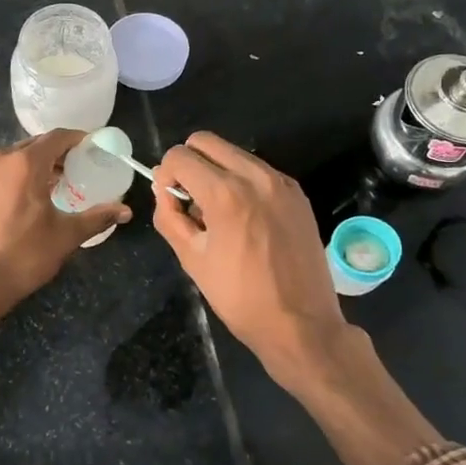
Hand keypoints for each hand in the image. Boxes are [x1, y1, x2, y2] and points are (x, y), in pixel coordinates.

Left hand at [0, 130, 129, 349]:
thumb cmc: (24, 256)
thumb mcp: (66, 236)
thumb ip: (97, 217)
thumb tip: (125, 211)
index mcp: (25, 163)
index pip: (57, 137)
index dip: (77, 139)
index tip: (92, 148)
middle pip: (34, 146)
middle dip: (56, 154)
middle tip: (76, 169)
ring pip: (13, 159)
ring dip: (34, 166)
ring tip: (51, 186)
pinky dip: (13, 178)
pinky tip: (22, 201)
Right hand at [152, 132, 349, 387]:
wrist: (301, 323)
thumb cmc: (240, 297)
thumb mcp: (192, 259)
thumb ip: (170, 217)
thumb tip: (164, 191)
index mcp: (225, 193)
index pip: (180, 156)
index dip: (166, 175)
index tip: (170, 201)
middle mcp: (255, 176)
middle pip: (206, 142)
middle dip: (189, 163)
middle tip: (190, 200)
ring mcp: (281, 183)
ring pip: (234, 153)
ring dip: (216, 170)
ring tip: (218, 212)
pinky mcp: (297, 194)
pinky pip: (258, 171)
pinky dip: (242, 181)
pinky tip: (245, 218)